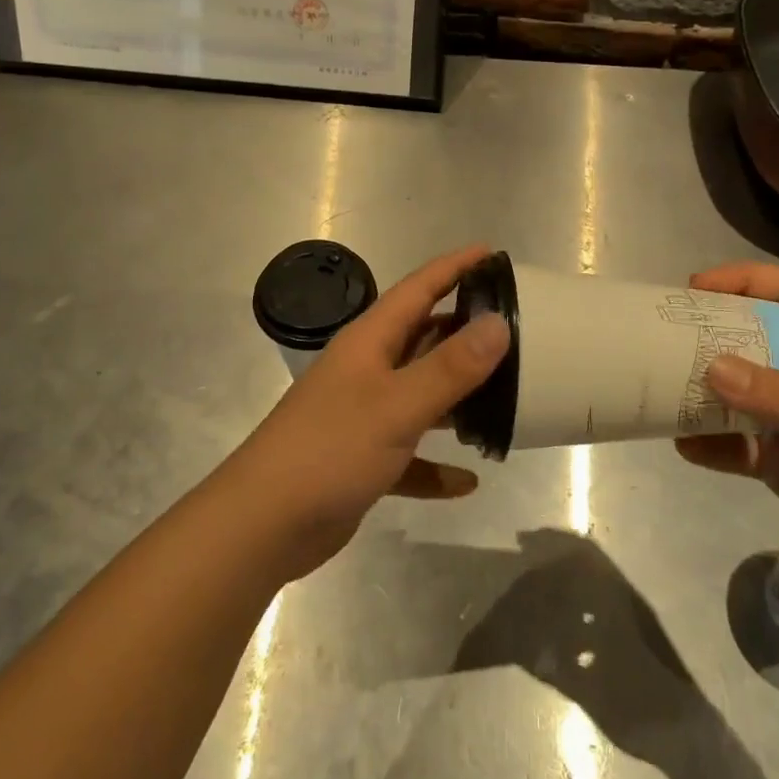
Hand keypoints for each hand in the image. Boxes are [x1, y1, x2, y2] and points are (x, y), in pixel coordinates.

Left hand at [223, 245, 510, 579]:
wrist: (264, 524)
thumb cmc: (331, 449)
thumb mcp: (398, 404)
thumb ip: (450, 366)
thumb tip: (498, 323)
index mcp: (369, 342)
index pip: (418, 289)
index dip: (454, 267)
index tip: (493, 253)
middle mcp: (366, 371)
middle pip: (422, 338)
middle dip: (464, 330)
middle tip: (515, 328)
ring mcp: (362, 416)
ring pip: (420, 395)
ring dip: (457, 398)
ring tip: (505, 397)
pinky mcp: (362, 460)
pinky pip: (410, 455)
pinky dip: (435, 465)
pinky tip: (467, 481)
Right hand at [676, 262, 778, 605]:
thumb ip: (777, 396)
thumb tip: (711, 366)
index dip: (744, 281)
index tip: (695, 288)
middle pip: (748, 341)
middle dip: (706, 337)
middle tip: (659, 339)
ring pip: (733, 395)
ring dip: (698, 394)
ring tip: (660, 393)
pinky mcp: (778, 462)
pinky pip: (732, 445)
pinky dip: (707, 445)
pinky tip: (684, 448)